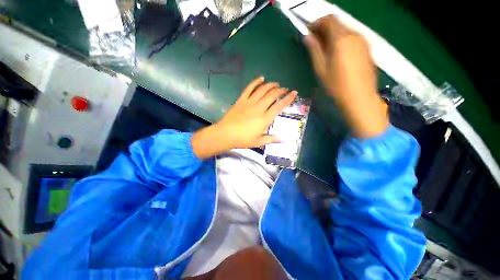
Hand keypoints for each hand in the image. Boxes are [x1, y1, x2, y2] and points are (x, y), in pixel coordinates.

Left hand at [192, 77, 296, 158]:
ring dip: (271, 85)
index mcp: (264, 119)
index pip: (279, 106)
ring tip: (276, 83)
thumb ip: (272, 139)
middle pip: (272, 95)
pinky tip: (261, 78)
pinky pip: (249, 88)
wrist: (225, 134)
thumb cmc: (243, 139)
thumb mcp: (258, 142)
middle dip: (280, 90)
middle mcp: (259, 108)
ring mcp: (249, 102)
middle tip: (285, 89)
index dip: (288, 99)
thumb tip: (285, 139)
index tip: (294, 93)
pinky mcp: (241, 100)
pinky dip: (256, 82)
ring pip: (262, 90)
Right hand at [304, 15, 388, 137]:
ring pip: (345, 30)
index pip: (329, 19)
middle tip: (314, 40)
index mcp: (341, 39)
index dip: (317, 22)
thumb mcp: (321, 68)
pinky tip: (337, 52)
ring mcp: (363, 41)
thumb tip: (308, 37)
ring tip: (324, 47)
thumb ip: (315, 50)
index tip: (309, 30)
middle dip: (325, 28)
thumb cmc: (336, 85)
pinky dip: (342, 39)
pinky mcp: (367, 48)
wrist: (359, 97)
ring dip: (333, 34)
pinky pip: (352, 38)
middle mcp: (354, 35)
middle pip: (338, 23)